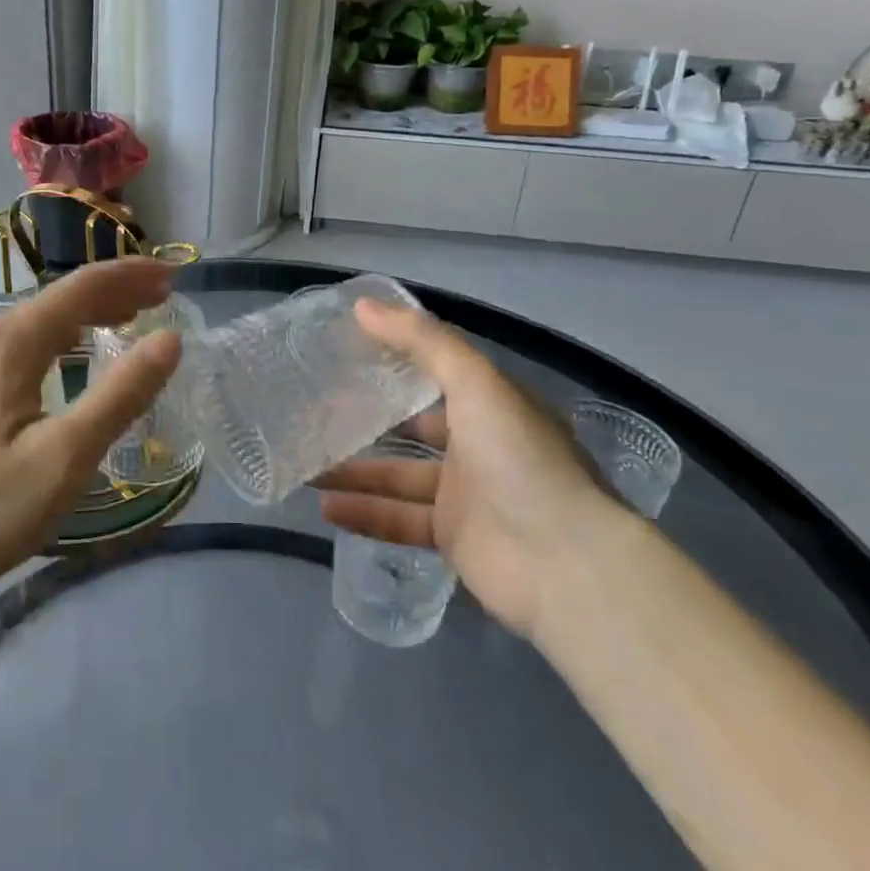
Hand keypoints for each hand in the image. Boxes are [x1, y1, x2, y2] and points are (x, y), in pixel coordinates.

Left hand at [0, 258, 182, 600]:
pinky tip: (82, 351)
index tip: (175, 276)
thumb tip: (170, 339)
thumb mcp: (67, 455)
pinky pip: (30, 340)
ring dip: (93, 311)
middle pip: (63, 297)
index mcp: (12, 341)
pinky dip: (68, 335)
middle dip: (116, 290)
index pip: (82, 287)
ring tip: (135, 314)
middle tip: (165, 295)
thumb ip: (121, 394)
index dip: (131, 276)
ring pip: (45, 318)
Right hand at [317, 299, 618, 636]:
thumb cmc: (519, 459)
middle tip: (318, 411)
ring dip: (355, 471)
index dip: (396, 361)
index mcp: (492, 405)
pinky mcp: (453, 538)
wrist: (563, 564)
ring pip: (398, 476)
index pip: (437, 375)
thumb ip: (422, 341)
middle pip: (413, 428)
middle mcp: (480, 446)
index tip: (347, 351)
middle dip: (369, 421)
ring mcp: (466, 495)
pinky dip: (364, 513)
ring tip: (306, 464)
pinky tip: (324, 507)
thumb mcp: (475, 383)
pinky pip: (399, 519)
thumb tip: (363, 306)